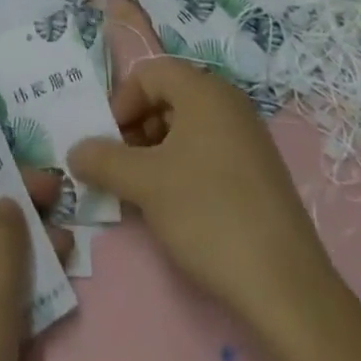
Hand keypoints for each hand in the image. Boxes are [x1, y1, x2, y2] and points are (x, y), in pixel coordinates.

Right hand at [67, 57, 339, 329]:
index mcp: (205, 91)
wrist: (286, 288)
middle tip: (121, 166)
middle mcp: (230, 104)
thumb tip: (74, 151)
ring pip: (188, 127)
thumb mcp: (144, 184)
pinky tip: (176, 207)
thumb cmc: (208, 214)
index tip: (107, 141)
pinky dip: (183, 167)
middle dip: (136, 127)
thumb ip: (103, 160)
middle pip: (169, 97)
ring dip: (157, 150)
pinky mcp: (259, 173)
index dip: (121, 101)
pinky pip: (209, 151)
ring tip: (144, 190)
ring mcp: (249, 139)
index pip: (150, 72)